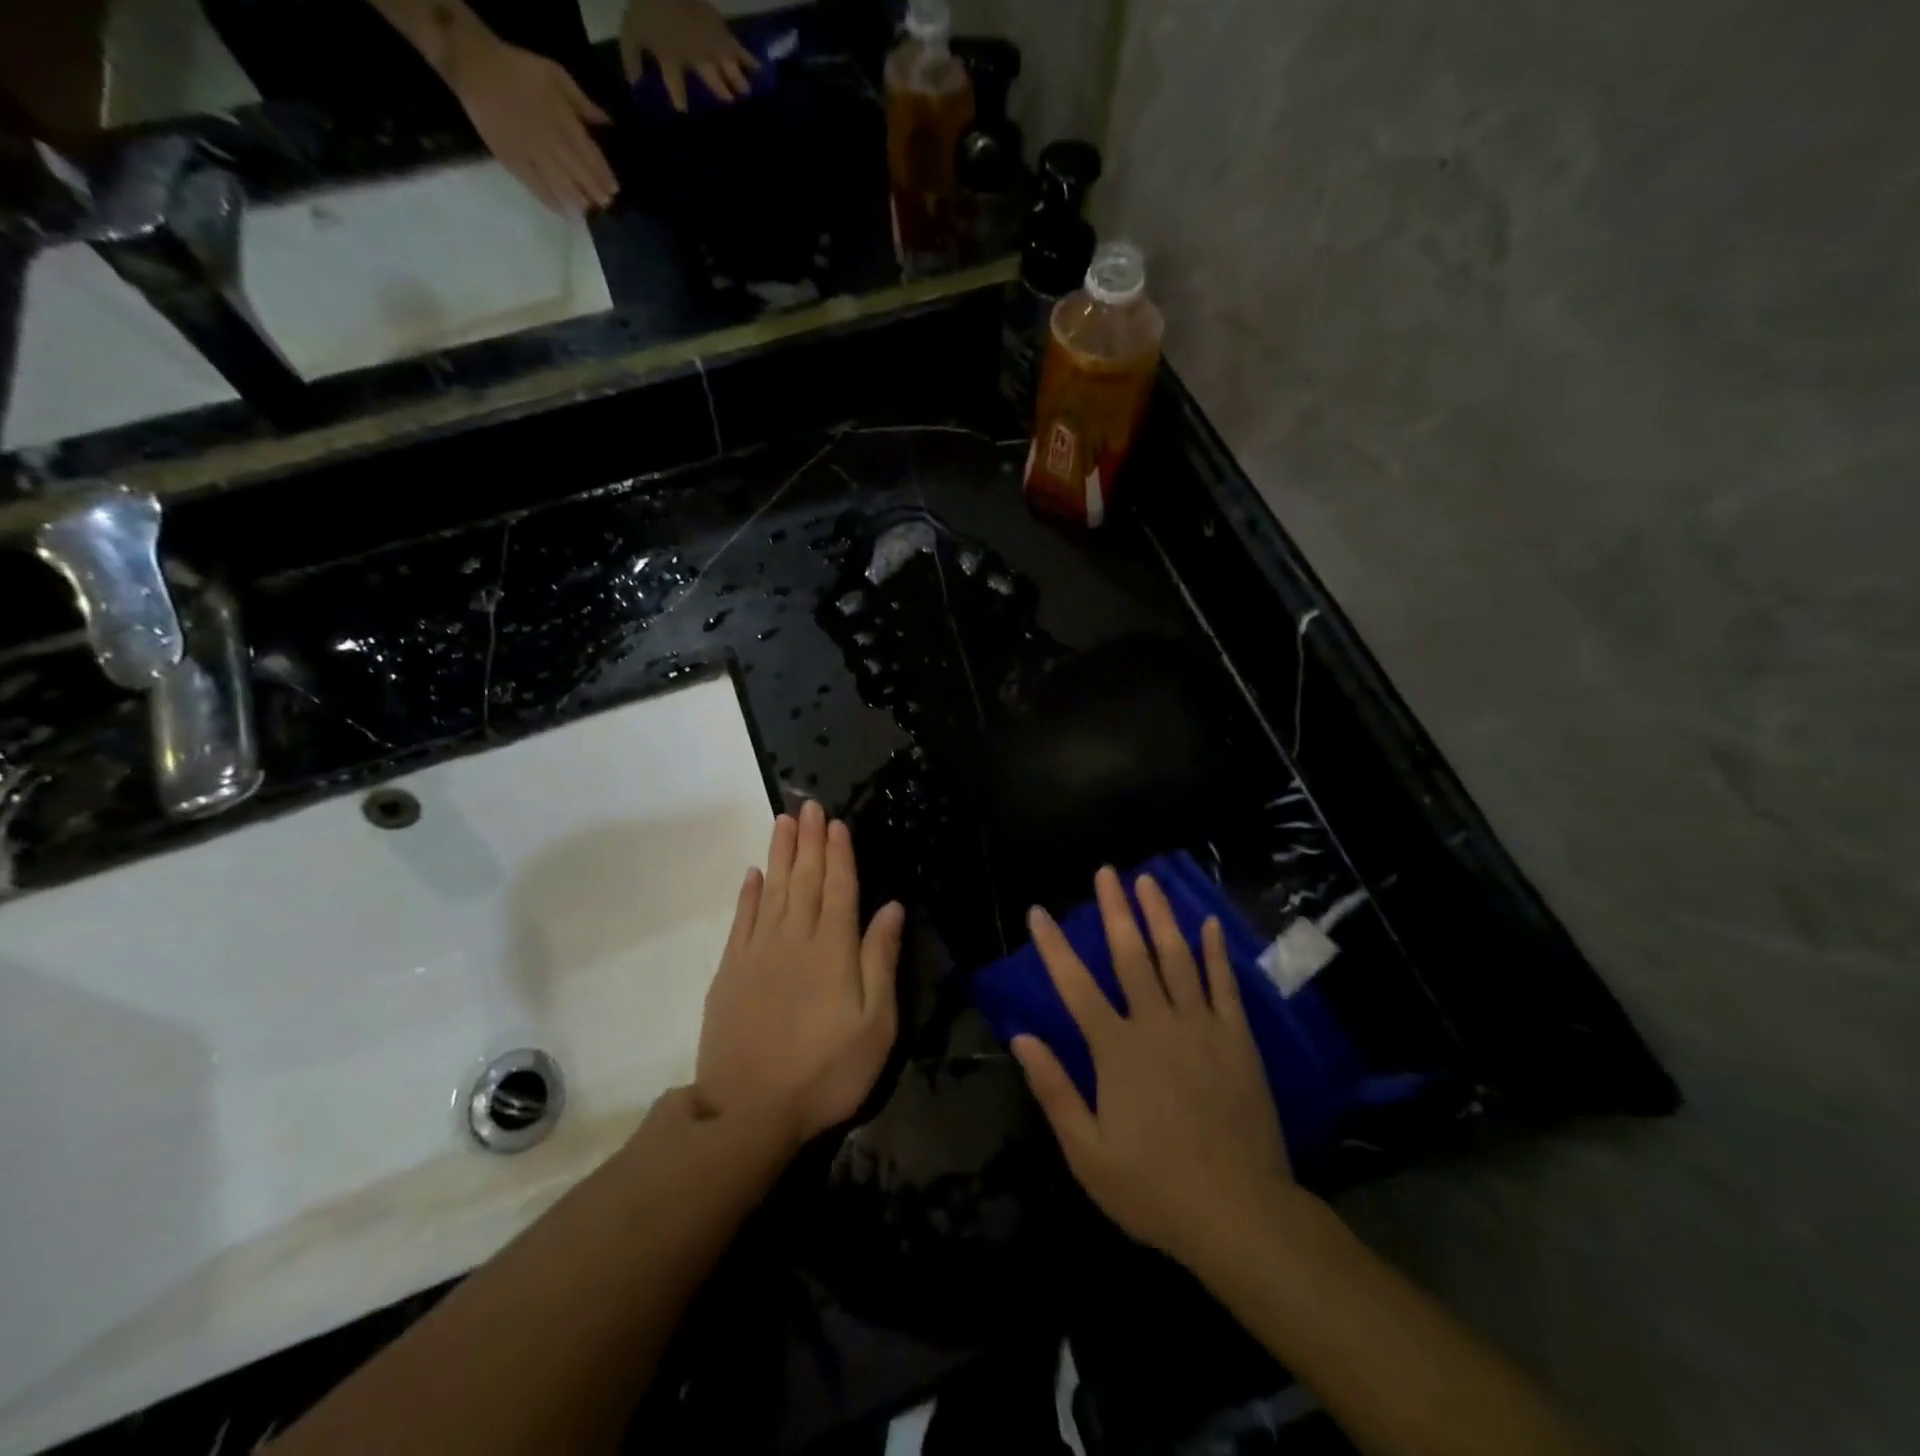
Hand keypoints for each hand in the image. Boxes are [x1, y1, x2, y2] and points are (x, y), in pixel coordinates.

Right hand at [445, 31, 616, 213]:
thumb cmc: (519, 69)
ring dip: (577, 200)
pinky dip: (551, 201)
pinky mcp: (513, 161)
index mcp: (563, 122)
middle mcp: (551, 143)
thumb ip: (583, 103)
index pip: (590, 156)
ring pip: (560, 185)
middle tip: (606, 205)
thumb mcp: (556, 75)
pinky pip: (535, 187)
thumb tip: (608, 123)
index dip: (604, 176)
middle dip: (594, 192)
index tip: (614, 190)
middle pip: (579, 174)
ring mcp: (531, 154)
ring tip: (588, 210)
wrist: (473, 65)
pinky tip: (563, 212)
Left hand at [621, 0, 760, 110]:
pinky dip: (747, 58)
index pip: (677, 88)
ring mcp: (708, 41)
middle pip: (709, 78)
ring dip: (736, 81)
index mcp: (672, 58)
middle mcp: (695, 55)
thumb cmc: (646, 7)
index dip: (681, 102)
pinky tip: (759, 69)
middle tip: (732, 107)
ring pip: (725, 67)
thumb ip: (632, 59)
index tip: (685, 115)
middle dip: (720, 92)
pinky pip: (736, 48)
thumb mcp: (631, 31)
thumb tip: (635, 86)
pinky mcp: (718, 26)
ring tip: (748, 95)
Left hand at [696, 800, 904, 1149]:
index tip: (836, 822)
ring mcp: (757, 953)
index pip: (839, 888)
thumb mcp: (875, 1024)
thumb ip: (881, 960)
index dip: (839, 853)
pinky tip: (753, 874)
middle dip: (809, 840)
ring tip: (783, 822)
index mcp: (833, 949)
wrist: (748, 1112)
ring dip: (779, 854)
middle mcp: (794, 939)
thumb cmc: (826, 1071)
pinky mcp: (730, 971)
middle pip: (803, 879)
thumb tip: (891, 907)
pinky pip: (741, 920)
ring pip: (771, 890)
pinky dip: (747, 894)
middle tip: (808, 805)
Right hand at [1013, 868, 1295, 1264]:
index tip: (1038, 912)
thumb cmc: (1154, 1188)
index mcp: (1116, 1051)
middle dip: (1115, 910)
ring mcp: (1201, 1027)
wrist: (1240, 1215)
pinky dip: (1215, 952)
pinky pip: (1224, 985)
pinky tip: (1209, 924)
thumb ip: (1054, 1090)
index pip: (1075, 986)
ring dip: (1160, 916)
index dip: (1053, 947)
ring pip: (1177, 958)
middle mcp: (1156, 1025)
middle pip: (1130, 955)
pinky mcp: (1236, 1039)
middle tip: (1107, 872)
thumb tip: (1022, 1036)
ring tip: (1148, 881)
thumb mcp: (1088, 1153)